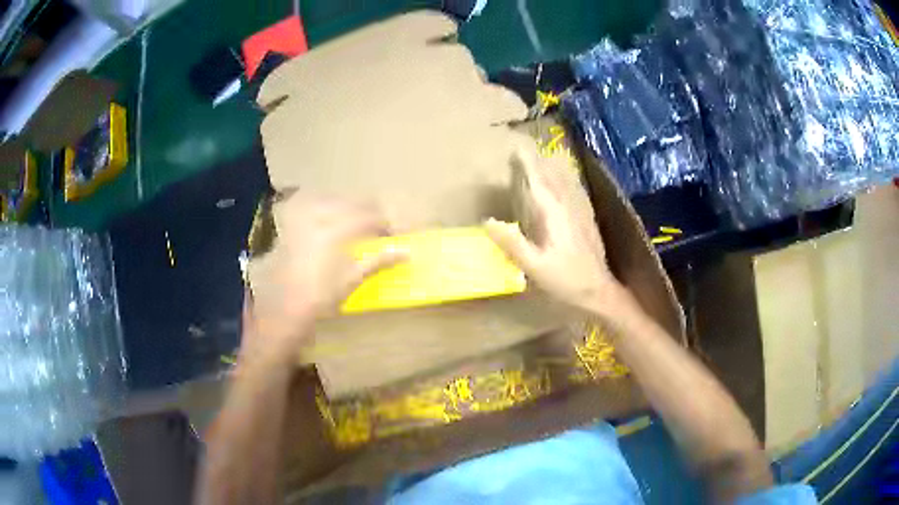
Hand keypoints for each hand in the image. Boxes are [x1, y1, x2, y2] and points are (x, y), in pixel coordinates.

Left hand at [244, 194, 404, 361]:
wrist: (283, 309)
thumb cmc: (319, 300)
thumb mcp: (350, 281)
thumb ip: (377, 261)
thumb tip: (405, 253)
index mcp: (333, 233)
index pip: (367, 217)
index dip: (383, 223)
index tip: (393, 234)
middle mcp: (316, 219)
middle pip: (350, 202)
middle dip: (368, 211)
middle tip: (378, 227)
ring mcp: (301, 219)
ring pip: (332, 199)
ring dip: (348, 206)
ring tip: (357, 222)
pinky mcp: (291, 223)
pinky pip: (310, 203)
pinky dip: (325, 206)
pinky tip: (329, 218)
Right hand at [484, 152, 637, 317]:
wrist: (599, 291)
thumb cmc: (566, 280)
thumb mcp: (535, 266)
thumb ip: (512, 244)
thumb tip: (488, 221)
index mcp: (553, 215)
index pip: (537, 183)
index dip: (526, 165)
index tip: (514, 149)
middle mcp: (567, 208)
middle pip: (550, 178)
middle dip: (535, 164)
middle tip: (519, 153)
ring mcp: (579, 213)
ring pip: (562, 184)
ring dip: (549, 170)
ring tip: (537, 160)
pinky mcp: (585, 221)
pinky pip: (570, 193)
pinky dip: (561, 183)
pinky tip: (561, 185)